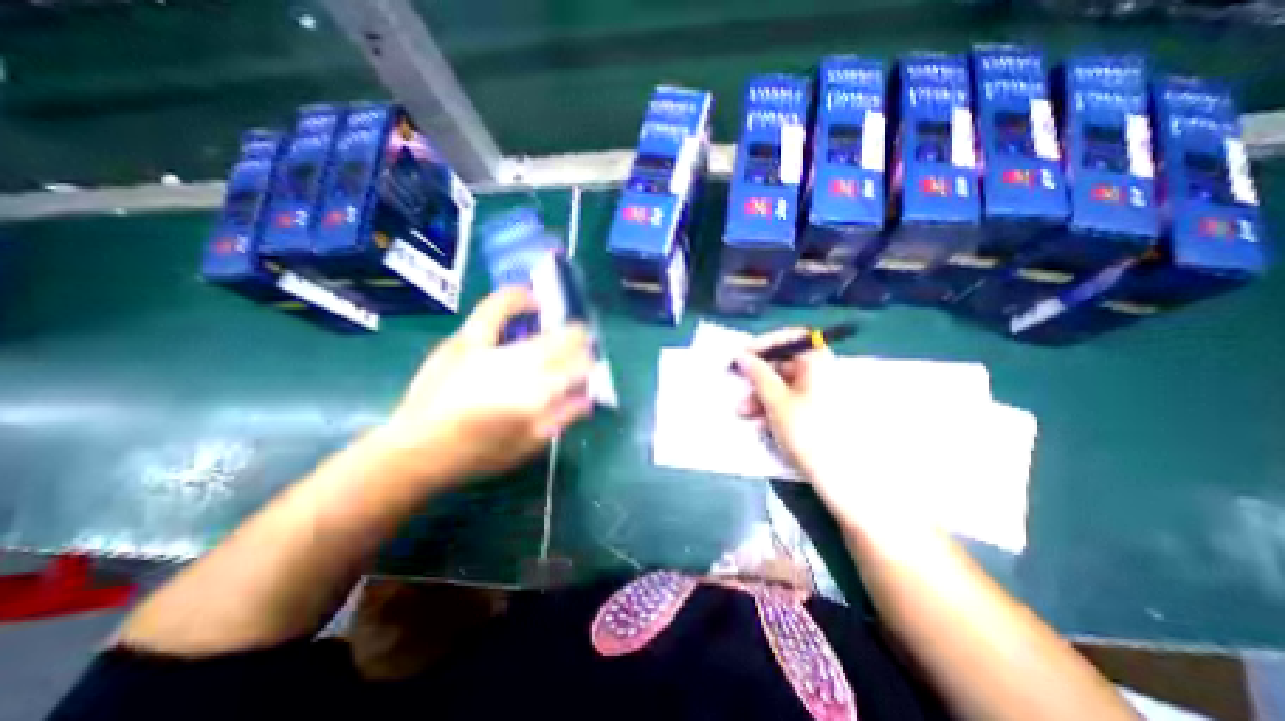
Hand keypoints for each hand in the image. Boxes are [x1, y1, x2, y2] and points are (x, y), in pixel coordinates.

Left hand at [368, 286, 593, 483]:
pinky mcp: (466, 340)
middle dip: (580, 341)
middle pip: (562, 345)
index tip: (592, 366)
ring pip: (539, 332)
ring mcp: (491, 350)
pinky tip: (531, 298)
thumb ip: (561, 418)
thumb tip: (588, 397)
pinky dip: (516, 299)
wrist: (415, 449)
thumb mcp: (527, 446)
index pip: (576, 370)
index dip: (589, 364)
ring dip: (560, 328)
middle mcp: (517, 368)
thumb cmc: (477, 455)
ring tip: (569, 329)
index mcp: (533, 398)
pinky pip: (494, 310)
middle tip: (585, 345)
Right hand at [732, 328, 843, 484]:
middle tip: (738, 387)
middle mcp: (823, 371)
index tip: (742, 356)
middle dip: (758, 377)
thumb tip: (742, 356)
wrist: (842, 478)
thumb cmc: (808, 431)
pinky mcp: (820, 410)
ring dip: (761, 395)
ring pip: (785, 384)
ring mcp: (823, 392)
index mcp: (818, 361)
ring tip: (744, 413)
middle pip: (785, 362)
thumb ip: (757, 374)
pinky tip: (762, 424)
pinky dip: (775, 407)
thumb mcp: (776, 400)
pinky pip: (793, 399)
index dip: (764, 344)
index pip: (790, 337)